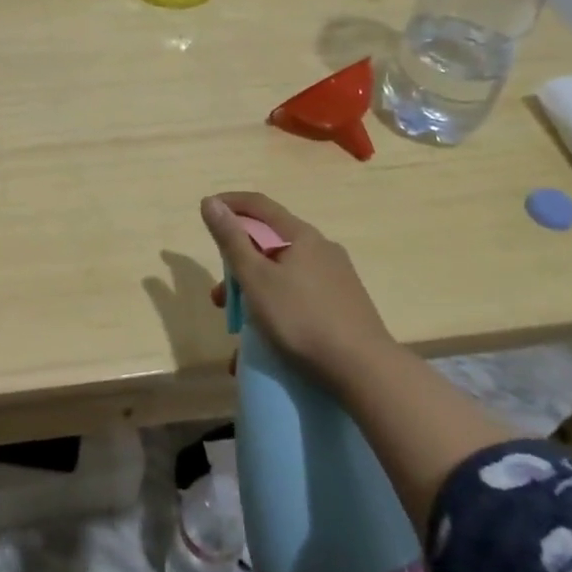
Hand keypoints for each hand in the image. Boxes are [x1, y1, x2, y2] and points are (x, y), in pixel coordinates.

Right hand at [201, 191, 390, 394]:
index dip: (230, 204)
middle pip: (269, 246)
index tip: (206, 211)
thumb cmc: (301, 318)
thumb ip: (231, 240)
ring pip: (283, 278)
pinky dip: (277, 314)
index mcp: (301, 236)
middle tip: (220, 298)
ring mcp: (336, 278)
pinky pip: (299, 300)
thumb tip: (210, 202)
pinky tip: (266, 347)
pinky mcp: (343, 306)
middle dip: (238, 268)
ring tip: (239, 336)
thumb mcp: (256, 278)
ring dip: (255, 298)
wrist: (364, 370)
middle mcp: (321, 249)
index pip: (259, 205)